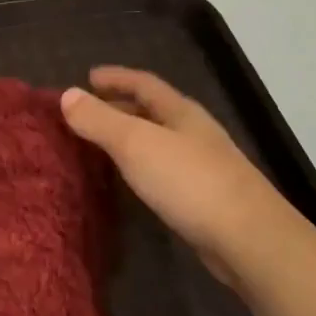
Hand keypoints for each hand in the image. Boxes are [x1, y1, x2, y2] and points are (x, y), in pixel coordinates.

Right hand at [61, 67, 283, 285]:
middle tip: (88, 112)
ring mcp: (203, 165)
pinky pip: (164, 169)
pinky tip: (131, 180)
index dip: (116, 77)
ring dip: (131, 137)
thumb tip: (67, 95)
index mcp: (181, 113)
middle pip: (154, 110)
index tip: (89, 76)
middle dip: (121, 106)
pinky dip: (141, 165)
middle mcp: (194, 133)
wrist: (248, 238)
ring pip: (159, 140)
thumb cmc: (189, 182)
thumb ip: (100, 120)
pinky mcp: (204, 197)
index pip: (144, 84)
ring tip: (101, 144)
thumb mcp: (136, 144)